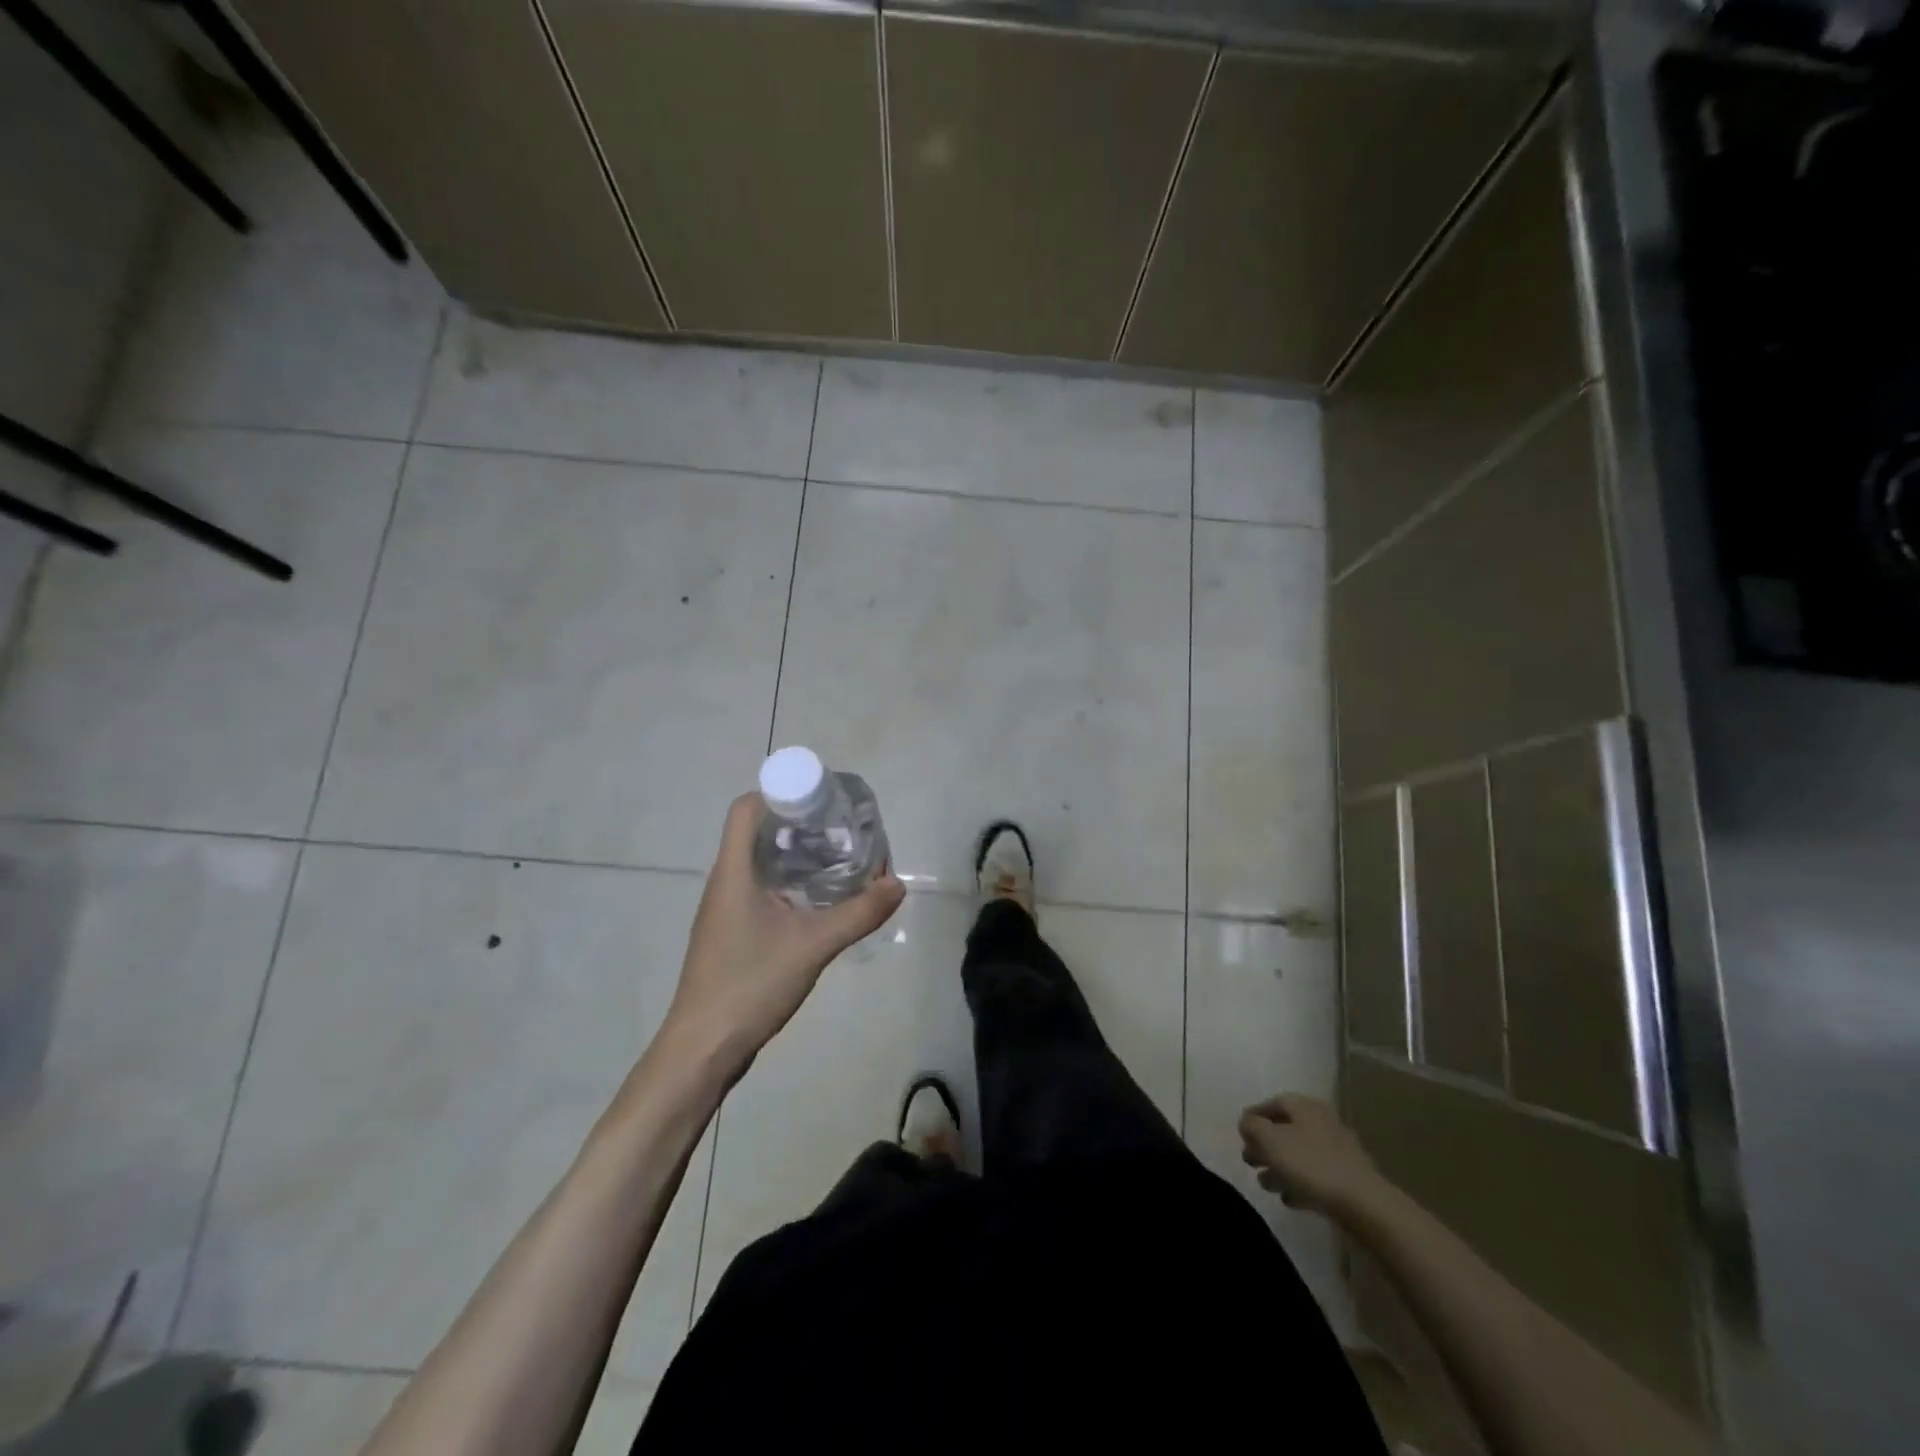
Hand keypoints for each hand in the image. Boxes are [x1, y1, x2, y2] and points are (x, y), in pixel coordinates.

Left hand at [660, 793, 903, 1085]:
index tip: (822, 802)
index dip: (781, 793)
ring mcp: (727, 909)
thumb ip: (858, 914)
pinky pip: (763, 889)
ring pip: (762, 862)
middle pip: (758, 831)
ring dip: (798, 855)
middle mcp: (726, 881)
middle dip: (801, 824)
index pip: (747, 808)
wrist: (702, 1048)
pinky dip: (792, 883)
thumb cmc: (749, 985)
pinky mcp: (733, 932)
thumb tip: (897, 885)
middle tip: (843, 831)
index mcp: (734, 871)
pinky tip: (821, 902)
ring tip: (840, 861)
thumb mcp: (812, 946)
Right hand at [1239, 1094, 1387, 1220]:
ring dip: (1280, 1167)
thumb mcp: (1269, 1140)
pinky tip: (1289, 1198)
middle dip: (1265, 1146)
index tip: (1240, 1137)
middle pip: (1285, 1129)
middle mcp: (1322, 1121)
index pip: (1271, 1104)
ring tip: (1266, 1185)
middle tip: (1250, 1162)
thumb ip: (1251, 1126)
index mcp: (1304, 1106)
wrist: (1365, 1205)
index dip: (1252, 1118)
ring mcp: (1338, 1150)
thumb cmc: (1311, 1165)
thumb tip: (1248, 1124)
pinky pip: (1315, 1174)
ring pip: (1299, 1153)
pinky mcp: (1347, 1177)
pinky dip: (1299, 1182)